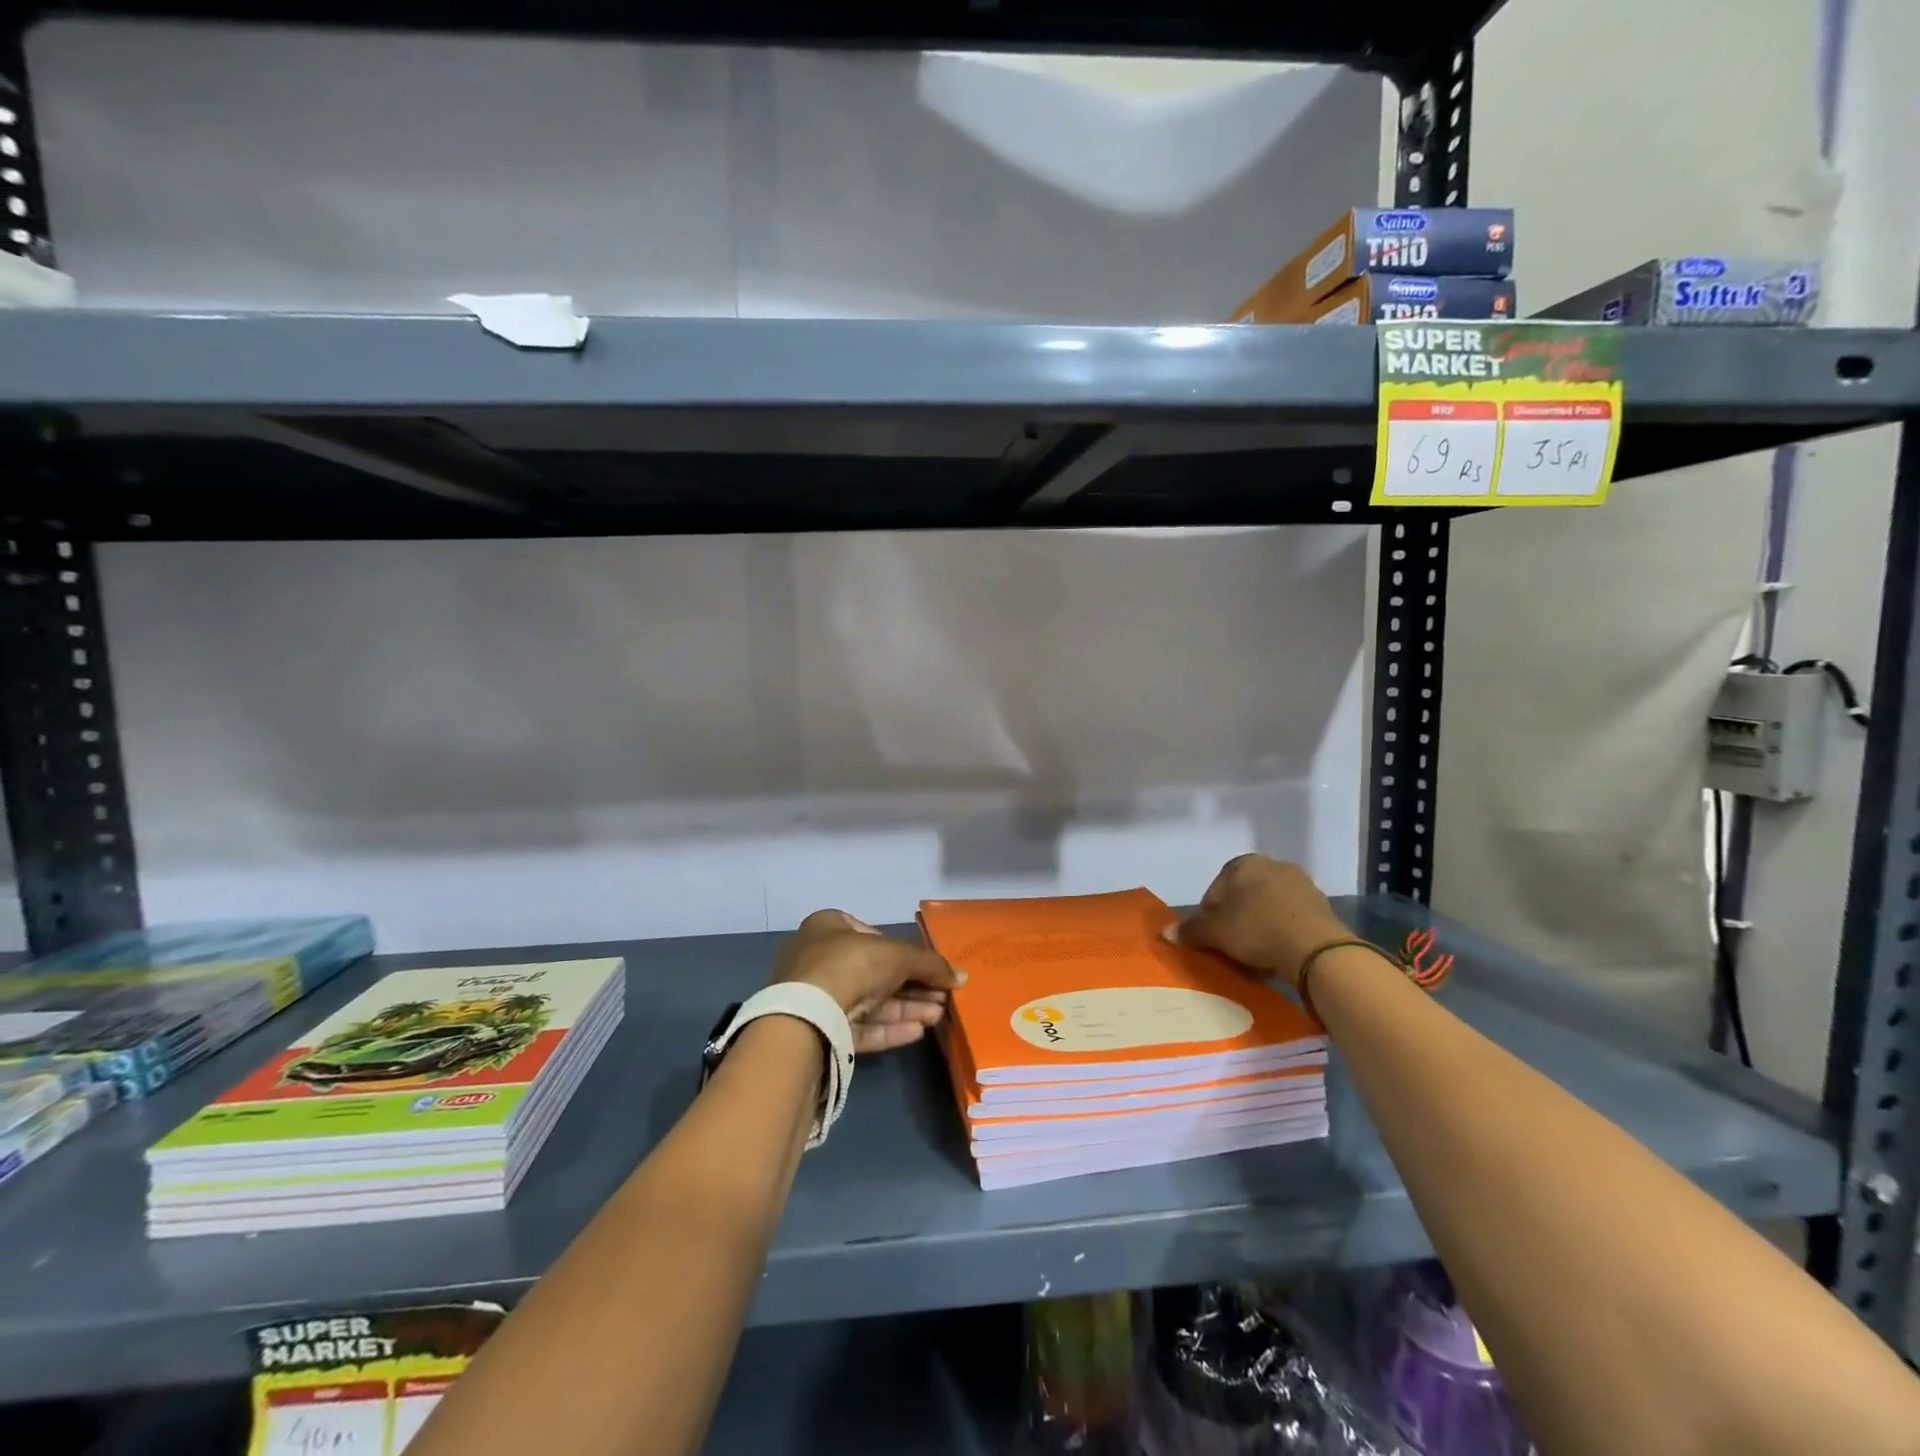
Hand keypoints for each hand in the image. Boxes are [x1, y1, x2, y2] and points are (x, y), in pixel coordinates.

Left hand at [771, 910, 964, 1053]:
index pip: (871, 934)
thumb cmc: (851, 964)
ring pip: (869, 1002)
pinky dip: (888, 1029)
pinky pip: (859, 1027)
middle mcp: (818, 958)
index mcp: (828, 927)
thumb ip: (930, 965)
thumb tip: (962, 976)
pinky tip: (918, 1032)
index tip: (928, 967)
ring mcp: (817, 997)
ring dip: (905, 1008)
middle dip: (911, 985)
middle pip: (874, 972)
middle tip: (941, 996)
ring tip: (938, 1016)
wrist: (809, 1014)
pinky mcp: (819, 1030)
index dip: (903, 951)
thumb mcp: (898, 956)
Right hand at [1175, 855, 1351, 989]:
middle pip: (1244, 898)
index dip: (1209, 916)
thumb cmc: (1255, 929)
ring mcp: (1301, 885)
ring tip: (1256, 957)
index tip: (1212, 938)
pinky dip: (1282, 934)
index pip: (1216, 889)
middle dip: (1236, 921)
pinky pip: (1291, 920)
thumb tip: (1166, 932)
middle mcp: (1273, 865)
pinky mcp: (1322, 907)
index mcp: (1244, 863)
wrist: (1314, 948)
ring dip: (1260, 928)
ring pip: (1268, 909)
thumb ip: (1191, 930)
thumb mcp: (1215, 932)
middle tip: (1232, 947)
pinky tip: (1278, 956)